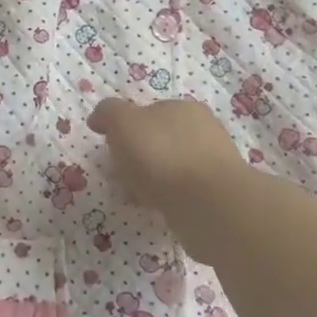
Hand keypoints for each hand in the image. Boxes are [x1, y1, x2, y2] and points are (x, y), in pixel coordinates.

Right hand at [87, 97, 243, 226]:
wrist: (209, 204)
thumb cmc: (162, 155)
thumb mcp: (123, 122)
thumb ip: (109, 113)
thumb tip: (99, 118)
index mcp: (182, 107)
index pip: (148, 112)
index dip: (126, 129)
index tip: (110, 150)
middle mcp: (202, 130)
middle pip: (160, 140)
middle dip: (138, 157)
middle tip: (120, 177)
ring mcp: (213, 163)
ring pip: (171, 168)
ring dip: (152, 180)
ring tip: (135, 198)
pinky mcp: (217, 194)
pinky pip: (182, 192)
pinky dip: (167, 198)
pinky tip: (156, 209)